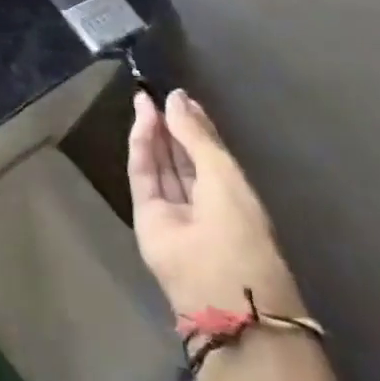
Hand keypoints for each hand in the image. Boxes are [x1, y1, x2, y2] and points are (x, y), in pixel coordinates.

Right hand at [127, 88, 302, 319]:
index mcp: (232, 193)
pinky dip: (141, 148)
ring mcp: (172, 209)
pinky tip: (141, 122)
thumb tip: (176, 98)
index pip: (207, 151)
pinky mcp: (145, 215)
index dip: (193, 123)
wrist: (221, 288)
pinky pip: (143, 175)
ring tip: (143, 98)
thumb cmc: (238, 227)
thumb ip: (195, 134)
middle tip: (155, 92)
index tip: (179, 96)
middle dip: (169, 125)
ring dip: (153, 131)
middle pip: (181, 155)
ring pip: (160, 162)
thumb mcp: (222, 172)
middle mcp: (202, 200)